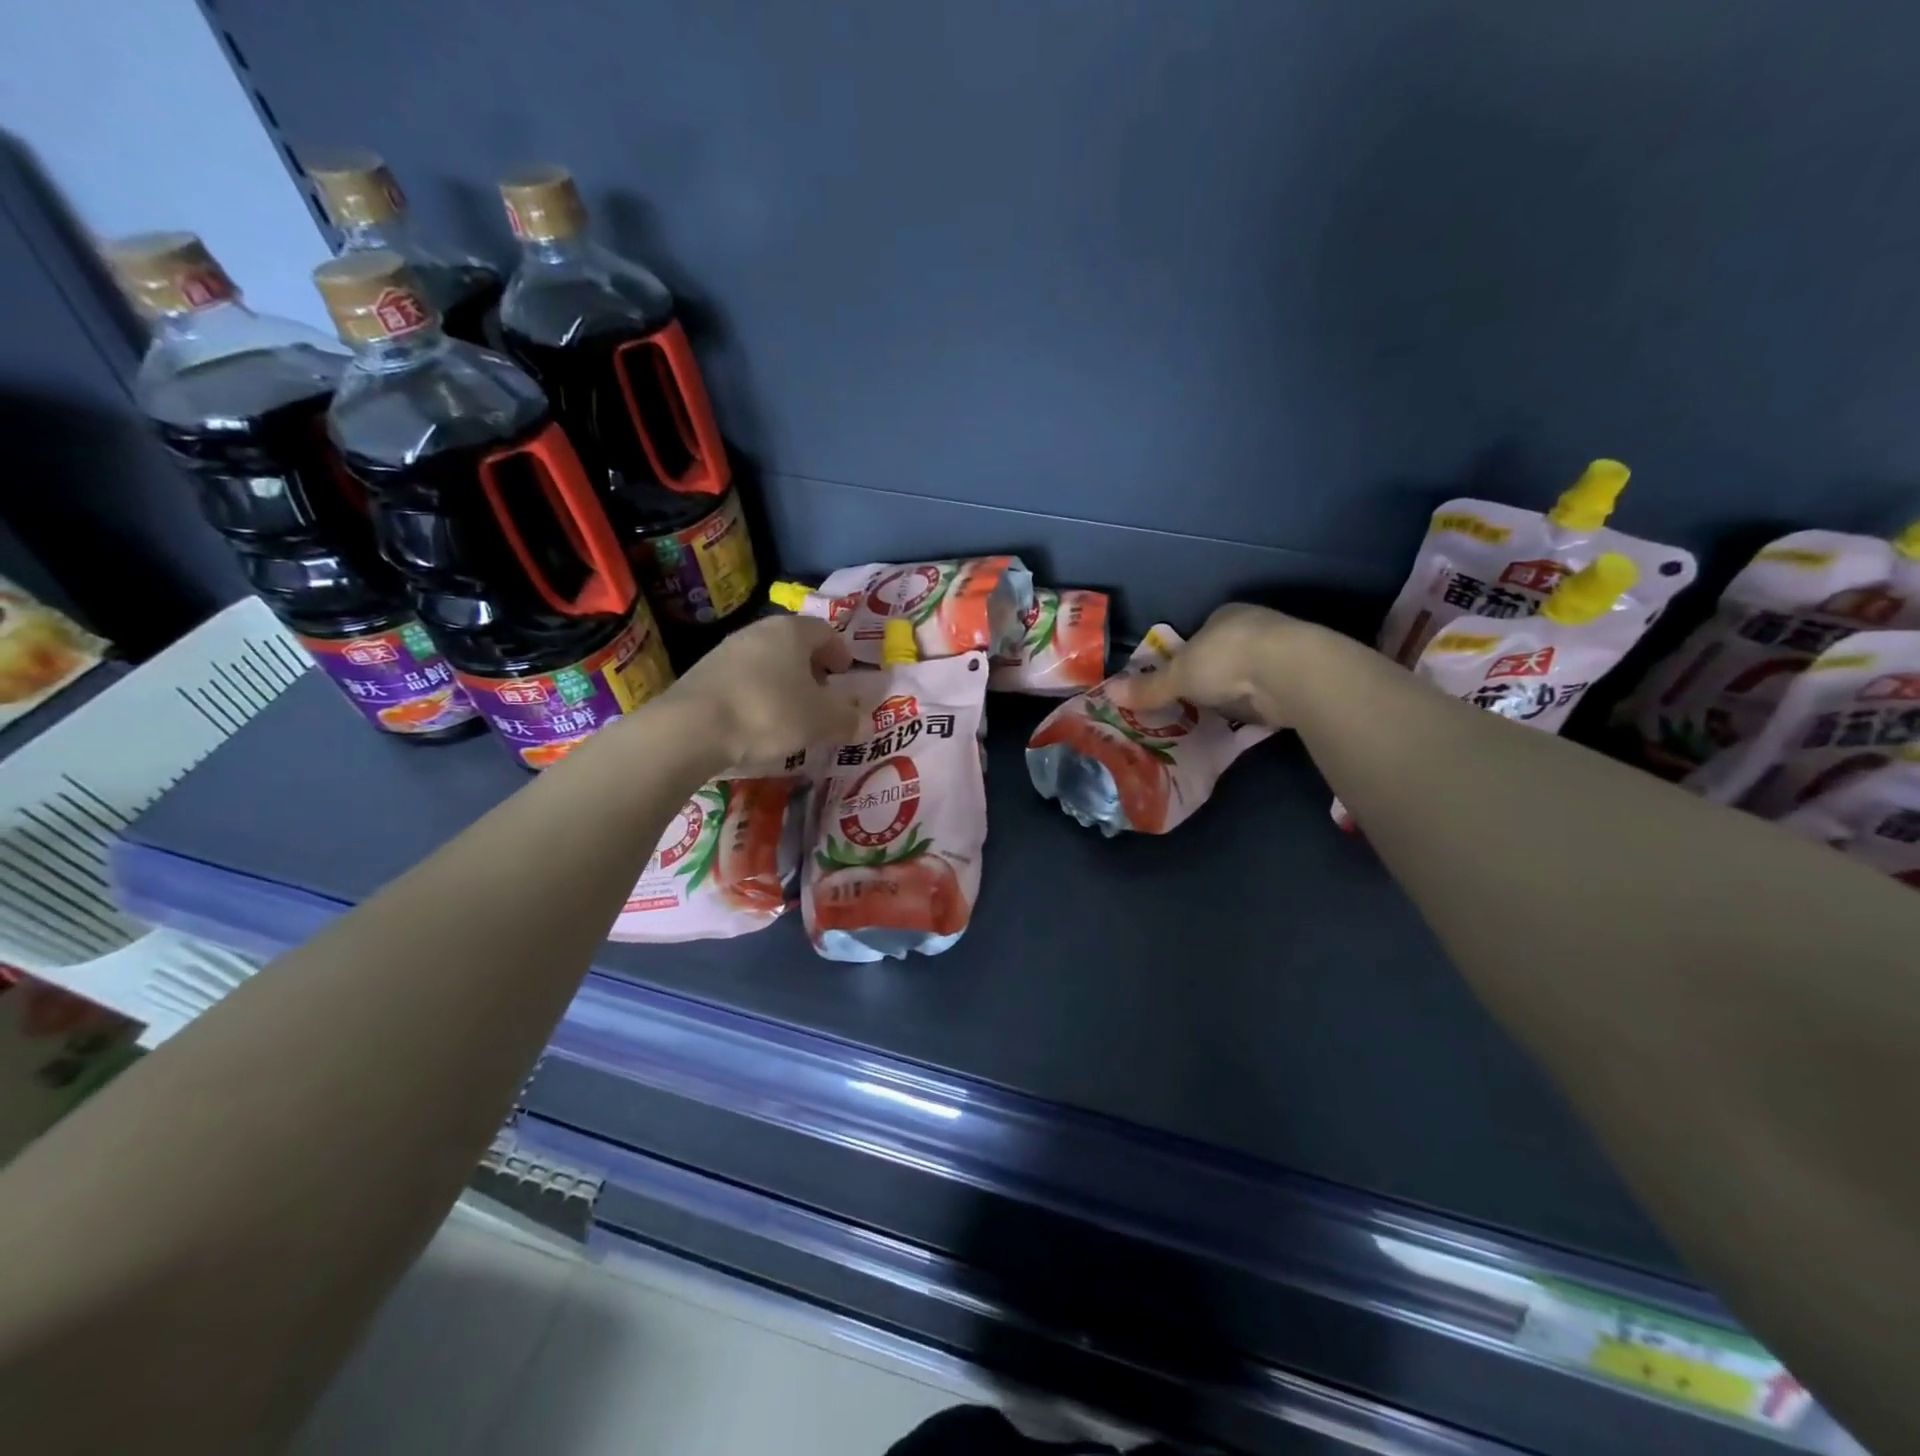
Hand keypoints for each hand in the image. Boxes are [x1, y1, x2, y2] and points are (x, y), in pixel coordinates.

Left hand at [663, 614, 862, 767]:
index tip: (846, 674)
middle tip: (822, 695)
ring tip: (791, 713)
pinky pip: (742, 680)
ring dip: (783, 682)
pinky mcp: (703, 674)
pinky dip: (758, 694)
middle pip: (794, 644)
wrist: (691, 728)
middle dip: (812, 668)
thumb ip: (846, 719)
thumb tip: (865, 722)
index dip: (840, 652)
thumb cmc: (768, 713)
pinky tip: (758, 722)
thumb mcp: (820, 720)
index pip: (825, 631)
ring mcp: (726, 650)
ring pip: (767, 661)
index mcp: (791, 631)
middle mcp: (758, 631)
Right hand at [1113, 603, 1333, 727]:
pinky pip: (1269, 692)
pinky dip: (1259, 705)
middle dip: (1213, 674)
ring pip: (1250, 671)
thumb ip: (1148, 687)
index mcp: (1225, 615)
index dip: (1188, 654)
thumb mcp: (1178, 675)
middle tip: (1195, 700)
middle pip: (1226, 652)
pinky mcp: (1299, 676)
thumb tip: (1108, 694)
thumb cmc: (1226, 660)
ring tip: (1219, 715)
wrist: (1289, 671)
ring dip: (1238, 690)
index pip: (1201, 632)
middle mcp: (1254, 626)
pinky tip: (1249, 719)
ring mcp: (1280, 650)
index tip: (1179, 678)